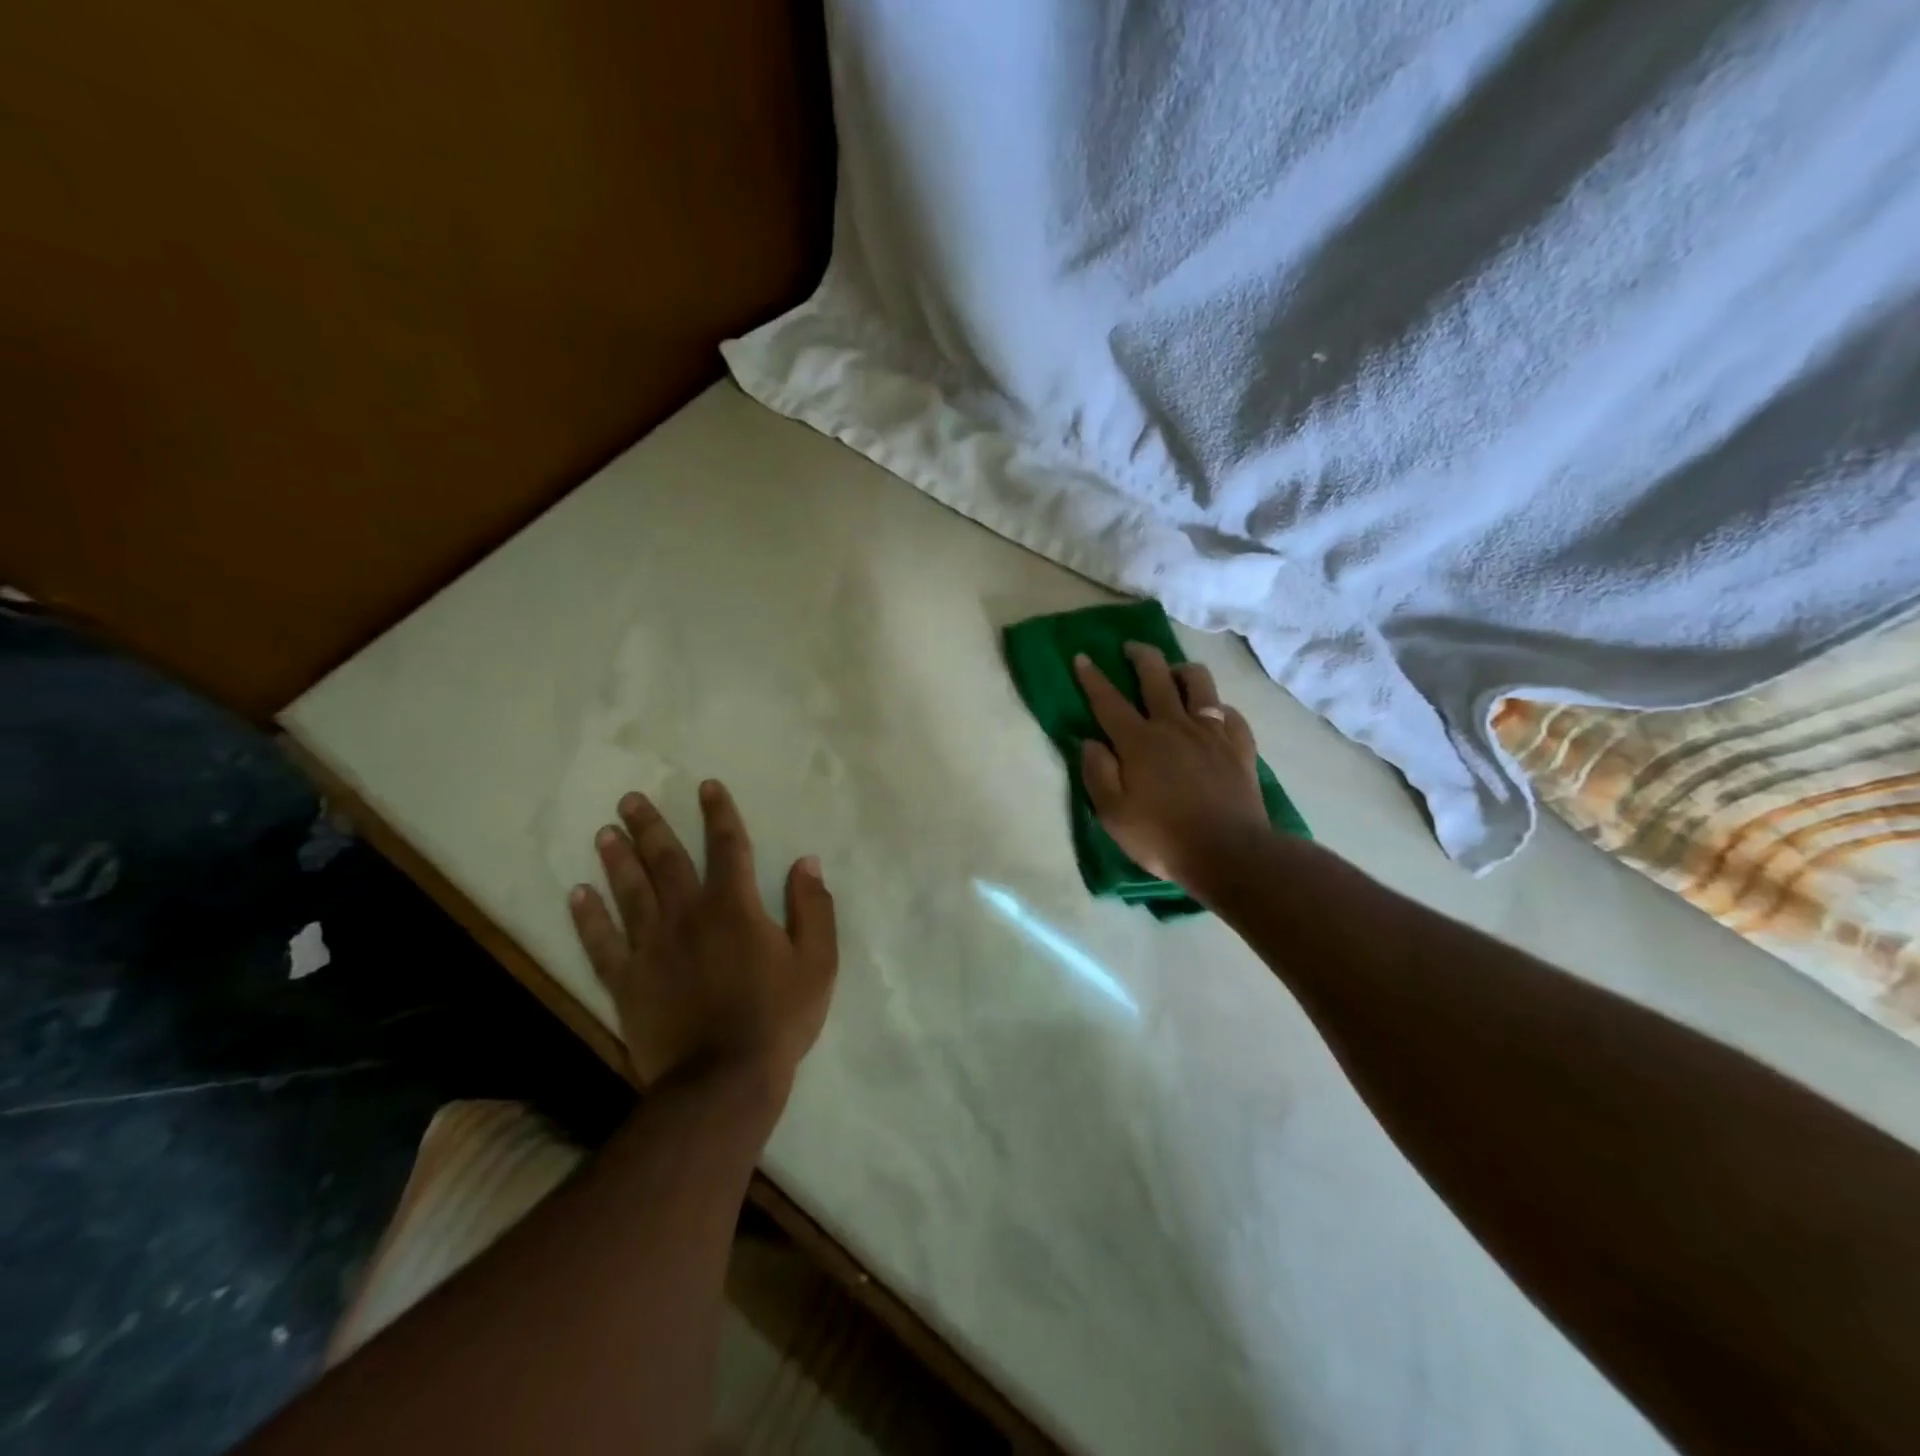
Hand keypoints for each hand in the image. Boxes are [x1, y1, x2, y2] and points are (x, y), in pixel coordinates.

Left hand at [567, 780, 837, 1105]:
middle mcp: (687, 915)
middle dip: (649, 826)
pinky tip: (577, 894)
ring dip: (616, 859)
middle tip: (629, 800)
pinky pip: (601, 943)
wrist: (722, 1081)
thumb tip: (806, 862)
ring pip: (629, 892)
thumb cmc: (777, 1018)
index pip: (728, 846)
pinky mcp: (626, 981)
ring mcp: (651, 948)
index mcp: (734, 906)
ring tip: (604, 833)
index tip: (706, 786)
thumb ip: (813, 907)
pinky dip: (588, 917)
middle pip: (666, 860)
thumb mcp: (817, 962)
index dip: (718, 813)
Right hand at [1075, 643, 1270, 888]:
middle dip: (1140, 656)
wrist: (1228, 853)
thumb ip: (1097, 773)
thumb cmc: (1162, 837)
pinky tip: (1214, 716)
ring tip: (1174, 674)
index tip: (1083, 657)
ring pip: (1199, 683)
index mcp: (1139, 741)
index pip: (1109, 700)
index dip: (1093, 677)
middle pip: (1156, 676)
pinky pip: (1230, 714)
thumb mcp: (1113, 814)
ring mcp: (1211, 733)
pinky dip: (1218, 708)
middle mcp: (1174, 726)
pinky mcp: (1240, 747)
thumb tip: (1090, 742)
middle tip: (1131, 647)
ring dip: (1183, 671)